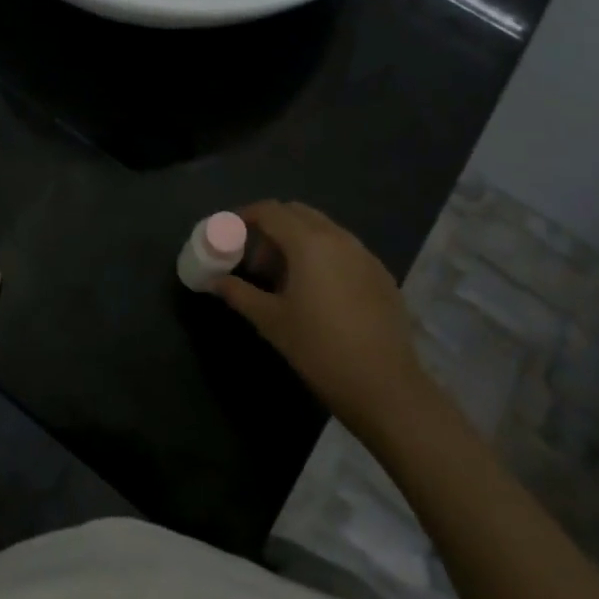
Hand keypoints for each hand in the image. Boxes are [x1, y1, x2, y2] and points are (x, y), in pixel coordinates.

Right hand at [213, 201, 441, 443]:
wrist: (385, 387)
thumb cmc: (320, 350)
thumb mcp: (271, 321)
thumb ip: (239, 294)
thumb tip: (213, 281)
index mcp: (309, 242)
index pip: (270, 211)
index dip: (244, 216)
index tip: (228, 232)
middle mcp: (338, 237)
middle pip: (297, 213)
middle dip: (271, 226)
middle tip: (255, 259)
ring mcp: (364, 254)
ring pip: (323, 228)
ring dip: (297, 239)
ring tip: (284, 277)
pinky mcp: (380, 273)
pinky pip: (344, 248)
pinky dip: (322, 254)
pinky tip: (317, 290)